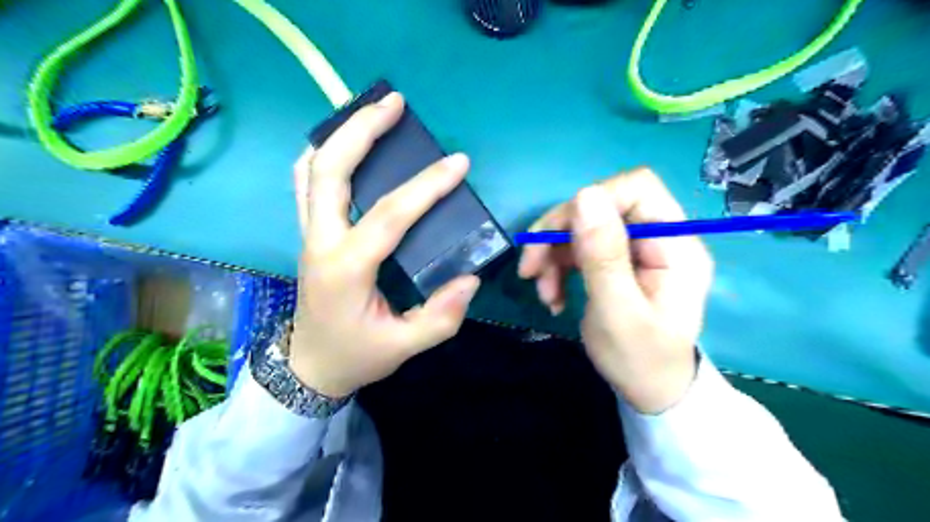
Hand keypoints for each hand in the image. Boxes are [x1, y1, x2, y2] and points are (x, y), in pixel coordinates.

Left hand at [289, 91, 478, 394]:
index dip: (426, 186)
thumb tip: (470, 279)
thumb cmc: (356, 355)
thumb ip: (441, 317)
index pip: (388, 215)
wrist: (310, 366)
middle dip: (360, 130)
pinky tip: (345, 146)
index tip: (458, 163)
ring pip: (310, 170)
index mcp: (346, 269)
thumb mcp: (404, 346)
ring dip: (338, 135)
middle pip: (329, 171)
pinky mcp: (310, 234)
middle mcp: (320, 242)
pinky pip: (306, 184)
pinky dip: (322, 155)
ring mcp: (308, 235)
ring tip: (371, 112)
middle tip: (394, 103)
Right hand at [516, 169, 714, 413]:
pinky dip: (557, 267)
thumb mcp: (619, 312)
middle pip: (600, 205)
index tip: (559, 236)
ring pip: (582, 226)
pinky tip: (552, 294)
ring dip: (552, 255)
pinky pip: (578, 247)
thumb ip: (604, 255)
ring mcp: (635, 249)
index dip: (593, 201)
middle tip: (531, 268)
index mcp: (675, 245)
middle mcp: (657, 237)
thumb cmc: (641, 360)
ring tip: (543, 292)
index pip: (636, 188)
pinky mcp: (615, 261)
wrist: (649, 391)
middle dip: (559, 234)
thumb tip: (585, 195)